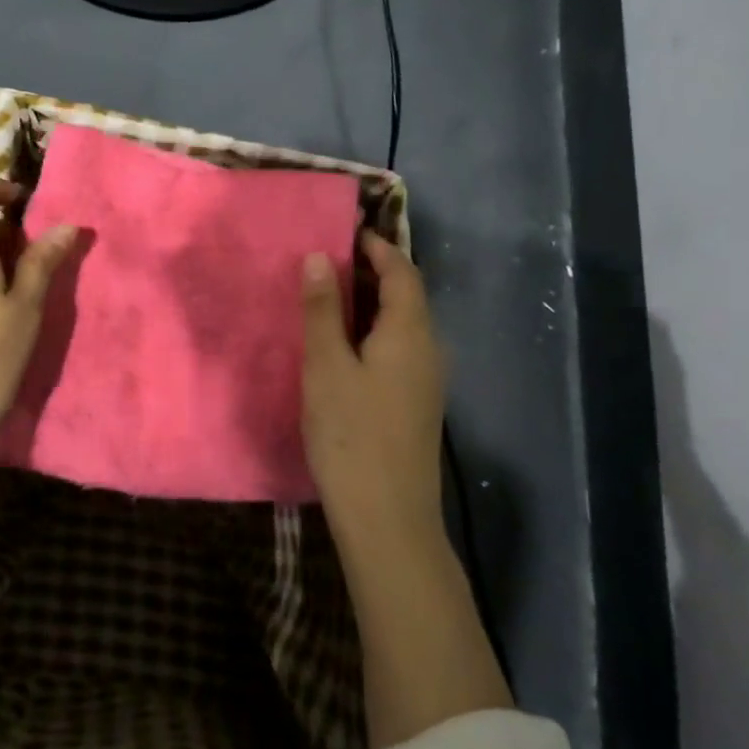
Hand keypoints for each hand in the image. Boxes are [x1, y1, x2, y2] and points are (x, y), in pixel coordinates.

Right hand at [300, 231, 450, 537]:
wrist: (387, 517)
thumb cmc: (352, 435)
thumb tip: (320, 257)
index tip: (344, 231)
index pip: (402, 272)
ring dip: (370, 303)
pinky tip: (342, 345)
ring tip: (327, 296)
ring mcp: (426, 380)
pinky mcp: (415, 403)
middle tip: (326, 260)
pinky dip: (372, 331)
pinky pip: (398, 349)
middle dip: (372, 272)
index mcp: (411, 333)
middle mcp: (428, 350)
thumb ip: (323, 311)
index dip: (377, 247)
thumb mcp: (327, 367)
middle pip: (406, 296)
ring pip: (402, 324)